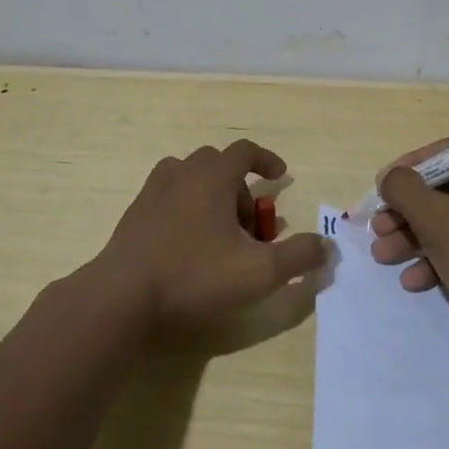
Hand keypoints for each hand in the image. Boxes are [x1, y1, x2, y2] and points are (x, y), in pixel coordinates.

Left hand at [96, 140, 328, 334]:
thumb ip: (298, 257)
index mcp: (211, 177)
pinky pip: (168, 197)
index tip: (280, 177)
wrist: (122, 296)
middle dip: (240, 188)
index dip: (266, 160)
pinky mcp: (134, 215)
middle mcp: (181, 174)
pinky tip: (189, 245)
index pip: (244, 151)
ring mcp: (152, 192)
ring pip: (189, 178)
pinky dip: (186, 208)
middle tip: (251, 225)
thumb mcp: (259, 271)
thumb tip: (327, 246)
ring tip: (220, 233)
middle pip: (217, 164)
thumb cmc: (194, 276)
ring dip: (211, 196)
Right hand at [369, 140, 448, 358]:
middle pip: (447, 191)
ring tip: (383, 256)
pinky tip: (412, 281)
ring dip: (414, 238)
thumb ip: (404, 189)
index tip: (381, 187)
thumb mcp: (437, 219)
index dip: (409, 169)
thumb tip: (389, 178)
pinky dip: (437, 260)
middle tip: (378, 227)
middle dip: (407, 212)